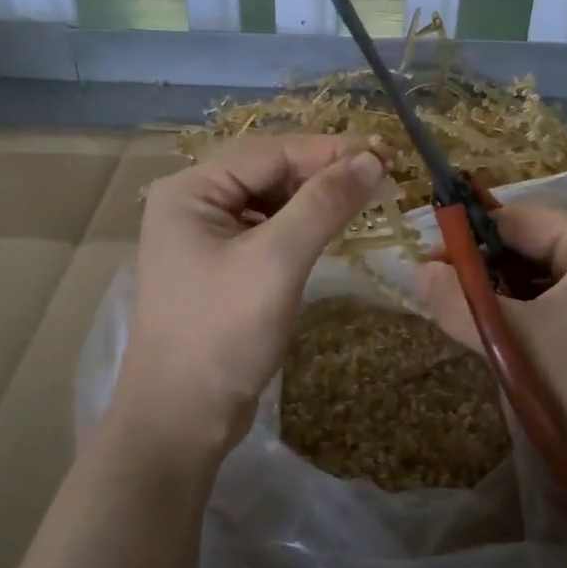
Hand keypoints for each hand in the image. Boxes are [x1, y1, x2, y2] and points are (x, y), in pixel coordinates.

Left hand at [104, 135, 386, 467]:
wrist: (182, 417)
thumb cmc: (224, 333)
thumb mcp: (277, 261)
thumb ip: (324, 204)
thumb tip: (371, 159)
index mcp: (190, 191)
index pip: (269, 152)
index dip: (328, 150)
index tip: (384, 153)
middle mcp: (191, 204)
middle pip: (267, 172)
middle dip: (322, 172)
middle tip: (380, 176)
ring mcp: (202, 237)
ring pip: (268, 201)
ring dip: (313, 199)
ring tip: (362, 199)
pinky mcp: (218, 267)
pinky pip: (265, 231)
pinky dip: (299, 227)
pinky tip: (328, 230)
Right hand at [415, 203, 566, 510]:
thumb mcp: (514, 341)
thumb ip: (460, 303)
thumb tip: (417, 272)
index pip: (520, 219)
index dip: (470, 236)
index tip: (429, 263)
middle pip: (533, 246)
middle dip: (485, 269)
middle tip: (443, 295)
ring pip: (544, 278)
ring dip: (504, 295)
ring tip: (469, 319)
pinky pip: (561, 303)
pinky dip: (528, 314)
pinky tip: (506, 340)